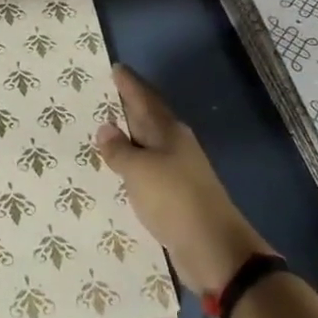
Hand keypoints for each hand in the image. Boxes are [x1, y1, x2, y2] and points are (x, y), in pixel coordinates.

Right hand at [94, 65, 272, 295]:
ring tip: (105, 129)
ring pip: (148, 144)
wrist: (213, 248)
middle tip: (104, 94)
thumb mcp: (139, 171)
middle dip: (129, 106)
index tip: (115, 68)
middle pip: (149, 118)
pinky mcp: (176, 195)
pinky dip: (133, 164)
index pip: (144, 99)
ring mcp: (178, 171)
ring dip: (130, 136)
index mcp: (169, 131)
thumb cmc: (174, 199)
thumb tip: (105, 127)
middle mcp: (175, 145)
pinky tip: (120, 169)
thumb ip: (120, 150)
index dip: (130, 84)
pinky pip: (148, 170)